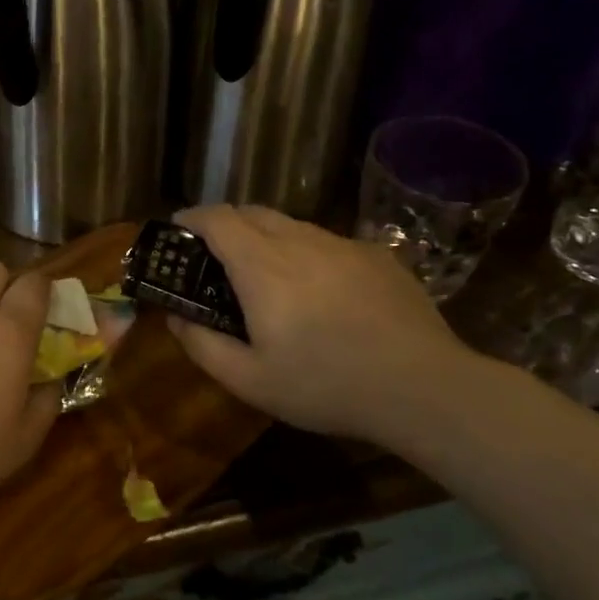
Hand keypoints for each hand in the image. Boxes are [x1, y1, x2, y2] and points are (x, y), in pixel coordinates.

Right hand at [168, 205, 479, 448]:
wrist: (422, 387)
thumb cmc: (326, 385)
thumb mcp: (249, 380)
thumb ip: (202, 344)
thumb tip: (176, 317)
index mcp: (262, 266)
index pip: (217, 218)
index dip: (191, 218)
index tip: (178, 230)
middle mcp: (300, 241)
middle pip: (252, 212)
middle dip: (225, 224)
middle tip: (216, 257)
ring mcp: (343, 244)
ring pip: (292, 225)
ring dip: (267, 237)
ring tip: (267, 276)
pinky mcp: (377, 256)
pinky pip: (328, 242)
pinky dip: (307, 253)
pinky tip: (320, 292)